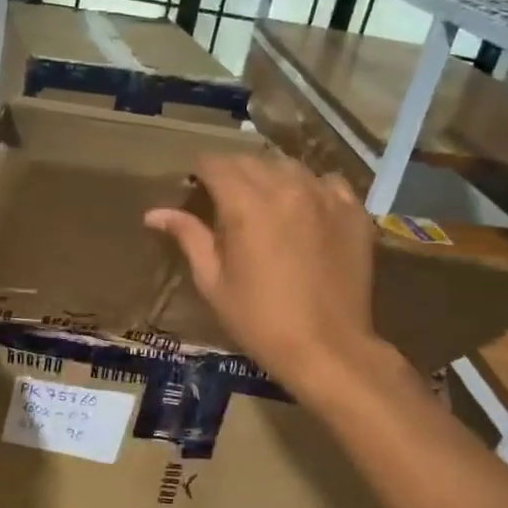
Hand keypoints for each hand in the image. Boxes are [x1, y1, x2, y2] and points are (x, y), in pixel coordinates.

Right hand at [145, 154, 380, 391]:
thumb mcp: (213, 281)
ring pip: (289, 166)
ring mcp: (325, 196)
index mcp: (246, 205)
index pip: (215, 163)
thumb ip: (188, 236)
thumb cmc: (258, 319)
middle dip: (232, 172)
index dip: (200, 171)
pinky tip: (305, 210)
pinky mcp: (353, 211)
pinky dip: (310, 188)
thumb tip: (154, 213)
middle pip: (251, 160)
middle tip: (224, 199)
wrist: (326, 347)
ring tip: (264, 202)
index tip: (195, 186)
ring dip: (270, 177)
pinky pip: (327, 182)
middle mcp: (287, 188)